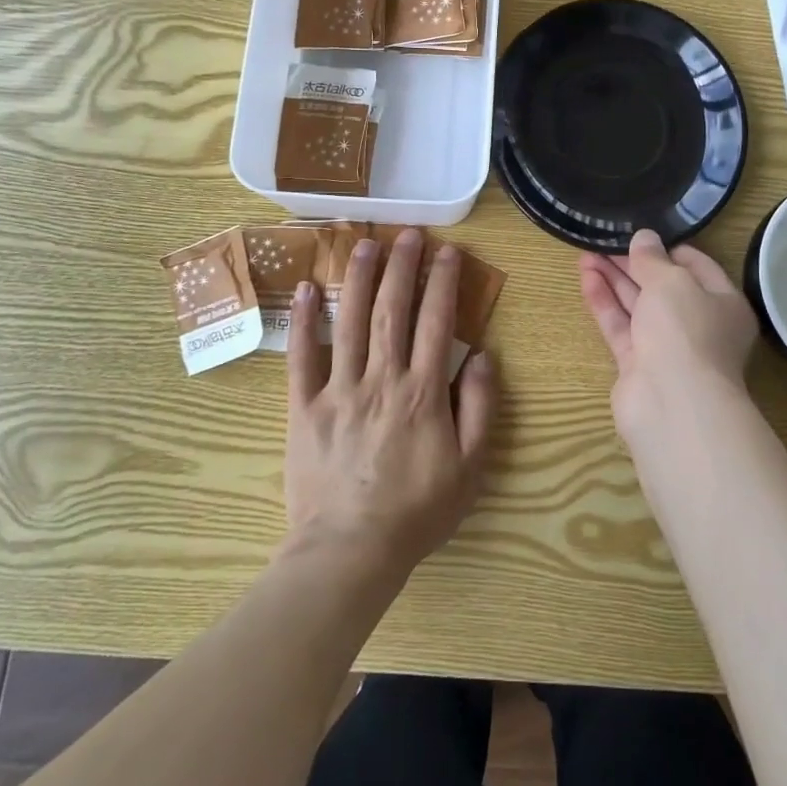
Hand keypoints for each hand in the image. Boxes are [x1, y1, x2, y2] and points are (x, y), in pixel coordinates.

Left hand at [284, 229, 496, 578]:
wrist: (350, 552)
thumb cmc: (417, 511)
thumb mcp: (470, 468)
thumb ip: (481, 408)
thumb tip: (484, 355)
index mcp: (423, 391)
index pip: (437, 322)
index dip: (443, 281)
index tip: (448, 251)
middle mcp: (382, 378)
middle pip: (392, 310)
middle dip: (402, 266)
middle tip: (407, 233)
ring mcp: (339, 389)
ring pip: (349, 321)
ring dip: (358, 278)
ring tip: (364, 242)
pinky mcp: (304, 406)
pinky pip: (302, 357)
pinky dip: (302, 321)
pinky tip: (304, 288)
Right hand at [579, 229, 757, 437]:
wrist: (672, 403)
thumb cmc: (685, 330)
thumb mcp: (671, 281)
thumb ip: (653, 258)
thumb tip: (644, 237)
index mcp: (723, 303)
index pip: (696, 266)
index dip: (667, 248)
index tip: (639, 233)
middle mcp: (698, 325)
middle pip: (662, 286)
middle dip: (633, 263)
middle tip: (603, 239)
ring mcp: (667, 347)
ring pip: (638, 306)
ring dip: (613, 279)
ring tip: (585, 252)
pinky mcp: (639, 365)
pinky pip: (621, 327)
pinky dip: (605, 303)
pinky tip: (586, 278)